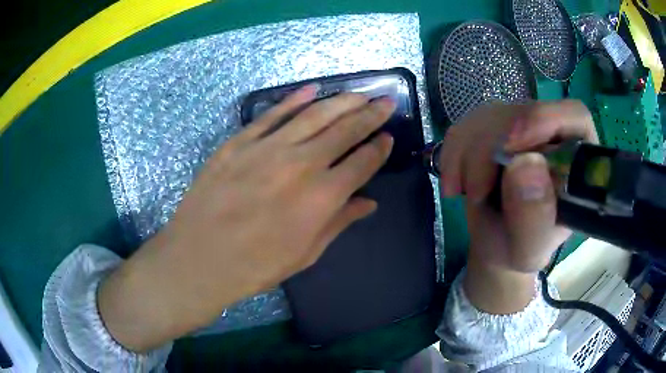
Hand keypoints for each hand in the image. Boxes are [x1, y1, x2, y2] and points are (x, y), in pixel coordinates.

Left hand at [98, 86, 395, 351]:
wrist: (200, 258)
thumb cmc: (255, 265)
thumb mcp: (305, 254)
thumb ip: (339, 222)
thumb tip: (368, 203)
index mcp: (321, 197)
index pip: (362, 162)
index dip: (379, 148)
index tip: (388, 137)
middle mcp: (301, 164)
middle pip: (345, 130)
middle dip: (370, 114)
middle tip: (386, 101)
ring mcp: (267, 148)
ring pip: (314, 114)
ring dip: (341, 101)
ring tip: (359, 92)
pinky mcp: (240, 142)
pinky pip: (272, 114)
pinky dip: (294, 100)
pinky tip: (312, 89)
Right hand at [439, 100, 597, 312]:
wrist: (496, 243)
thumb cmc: (520, 248)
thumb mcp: (529, 250)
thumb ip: (535, 218)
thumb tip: (525, 164)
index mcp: (577, 162)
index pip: (573, 116)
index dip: (544, 119)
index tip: (512, 146)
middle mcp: (552, 136)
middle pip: (523, 113)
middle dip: (490, 151)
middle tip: (476, 194)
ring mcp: (522, 128)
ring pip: (489, 116)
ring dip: (467, 156)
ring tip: (466, 194)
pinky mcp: (494, 128)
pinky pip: (467, 125)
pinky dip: (454, 154)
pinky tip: (456, 183)